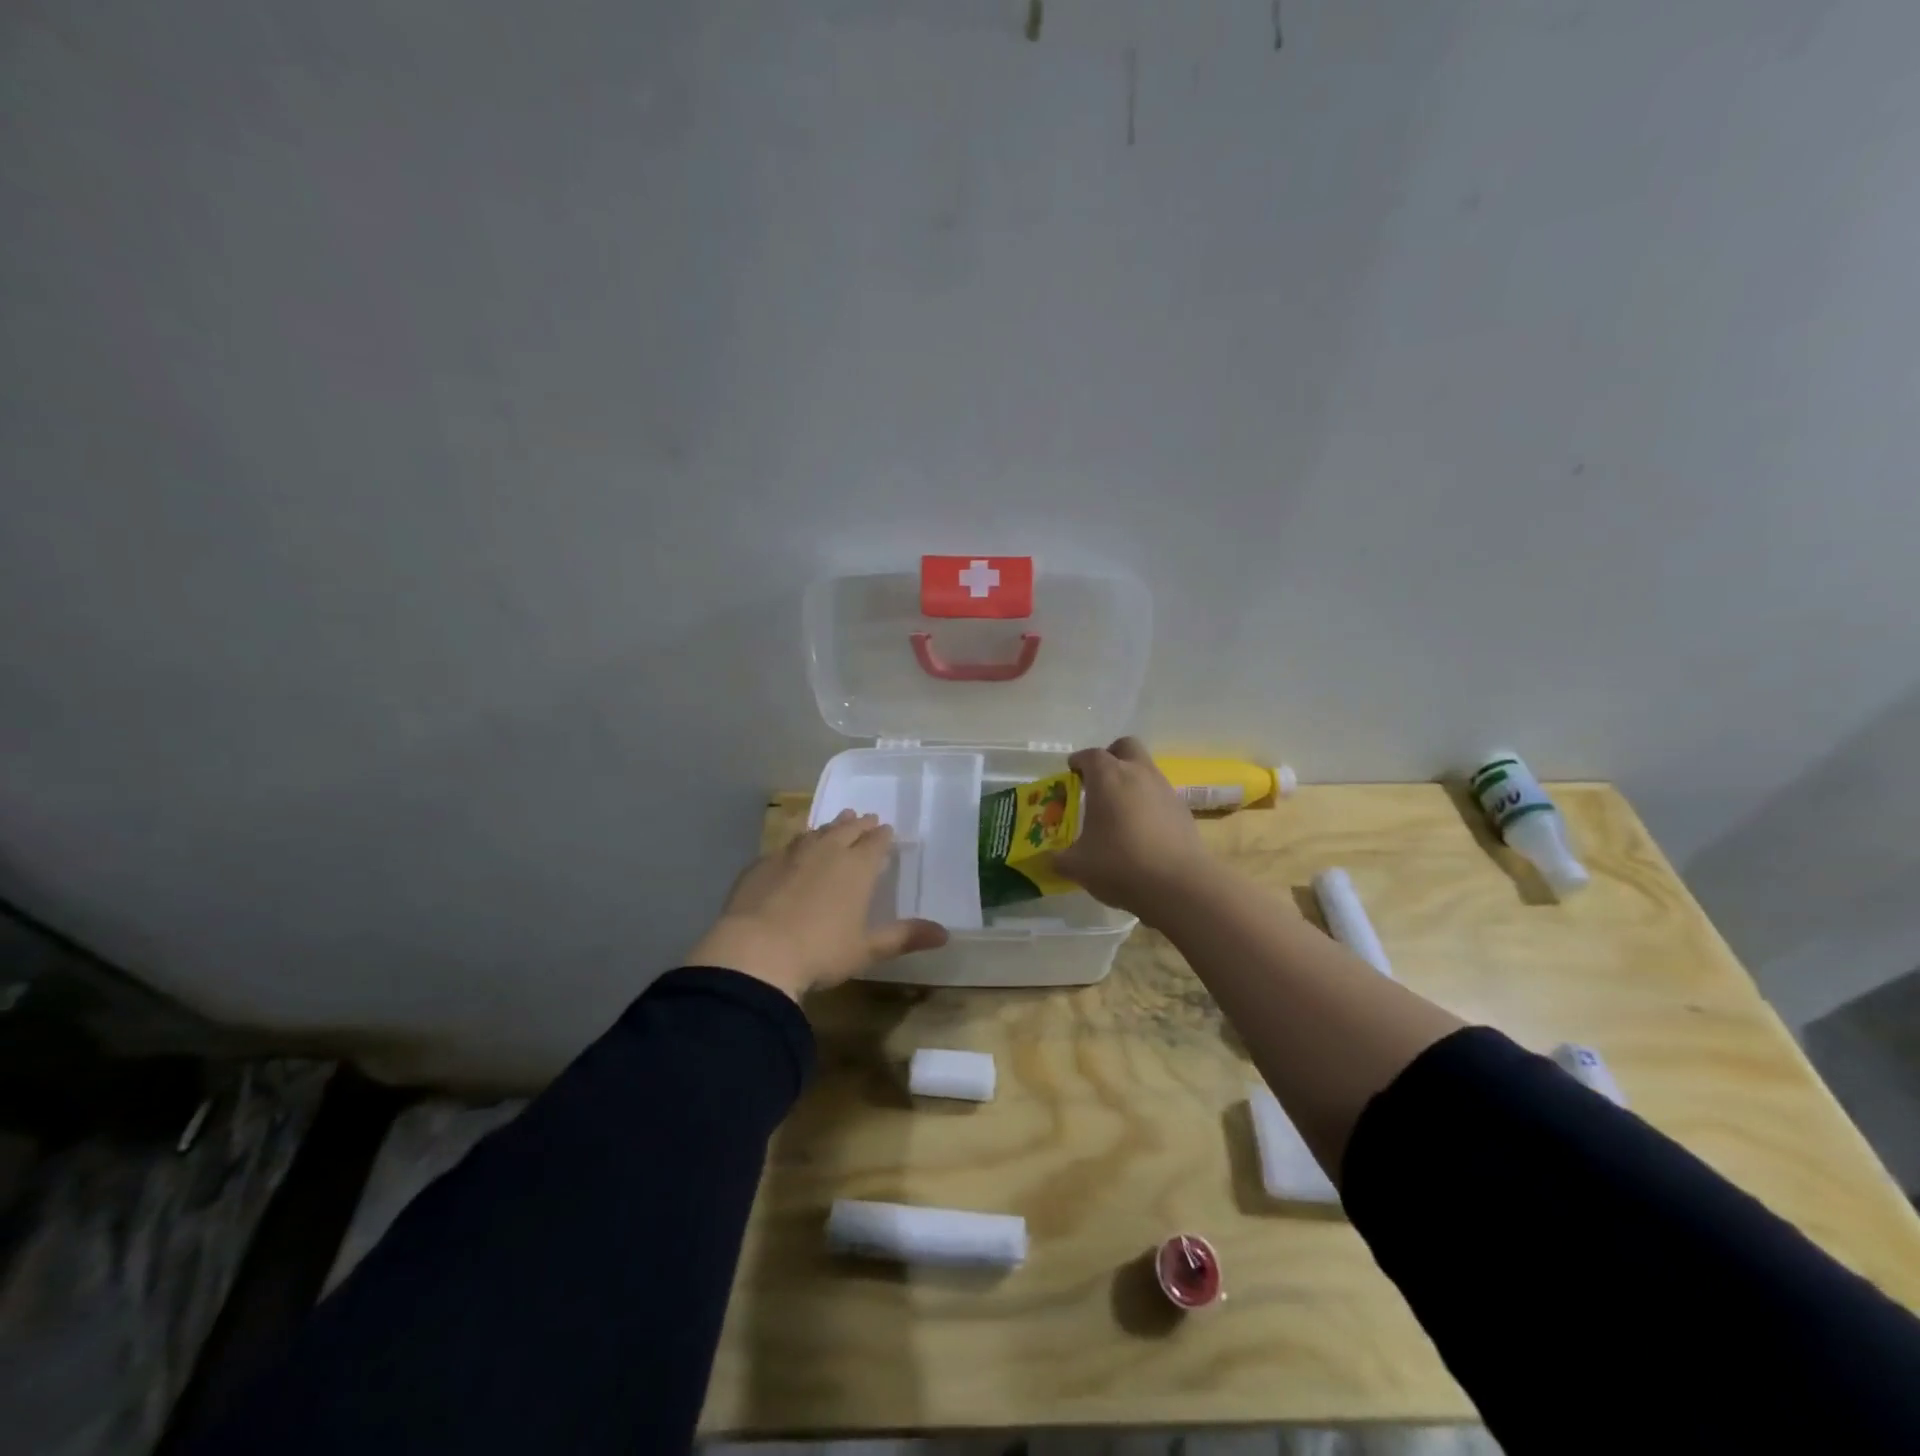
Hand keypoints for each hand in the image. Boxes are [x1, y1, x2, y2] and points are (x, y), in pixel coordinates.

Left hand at [688, 810, 948, 1000]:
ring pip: (815, 833)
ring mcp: (790, 854)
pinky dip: (796, 845)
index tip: (886, 830)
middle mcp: (826, 851)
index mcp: (857, 867)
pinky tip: (793, 853)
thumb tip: (945, 934)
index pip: (875, 842)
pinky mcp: (761, 865)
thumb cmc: (820, 952)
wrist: (755, 952)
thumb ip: (904, 937)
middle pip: (847, 829)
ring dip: (829, 828)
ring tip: (835, 824)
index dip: (883, 836)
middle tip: (864, 818)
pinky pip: (785, 847)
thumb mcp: (866, 949)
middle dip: (858, 824)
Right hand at [1056, 737, 1214, 918]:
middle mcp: (1138, 773)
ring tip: (1118, 812)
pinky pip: (1159, 795)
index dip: (1078, 762)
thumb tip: (1050, 859)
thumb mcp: (1078, 866)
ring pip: (1145, 770)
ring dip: (1131, 781)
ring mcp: (1164, 789)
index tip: (1071, 775)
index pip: (1090, 755)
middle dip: (1111, 757)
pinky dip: (1148, 803)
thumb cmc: (1120, 865)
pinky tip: (1141, 831)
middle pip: (1125, 747)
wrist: (1179, 886)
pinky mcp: (1183, 810)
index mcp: (1107, 777)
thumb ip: (1059, 859)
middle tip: (1098, 781)